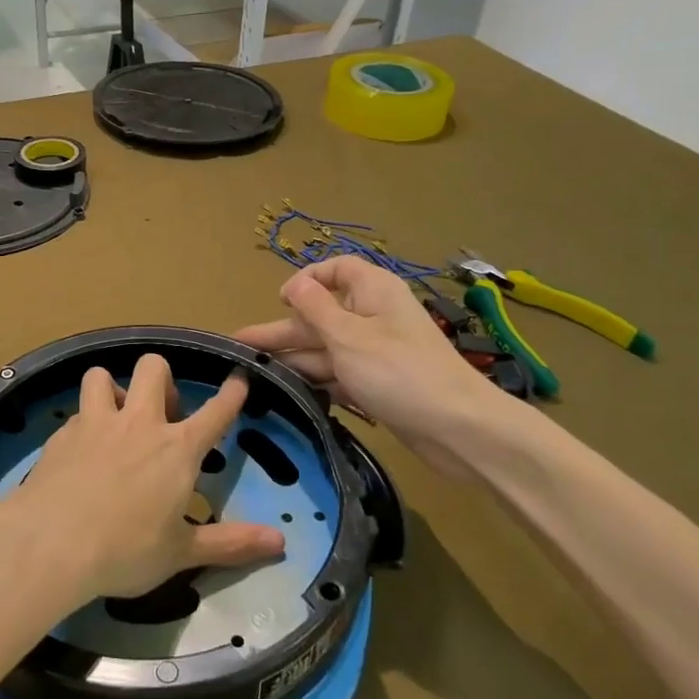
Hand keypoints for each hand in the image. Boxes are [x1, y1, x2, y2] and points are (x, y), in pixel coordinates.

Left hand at [0, 354, 285, 606]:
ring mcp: (96, 423)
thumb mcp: (182, 553)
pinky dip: (83, 423)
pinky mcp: (62, 434)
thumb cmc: (126, 550)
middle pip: (154, 367)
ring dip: (113, 389)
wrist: (51, 544)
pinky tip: (80, 450)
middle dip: (162, 379)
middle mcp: (139, 423)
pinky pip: (77, 411)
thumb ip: (231, 543)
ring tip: (113, 417)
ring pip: (103, 375)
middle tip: (161, 412)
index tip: (238, 379)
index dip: (231, 394)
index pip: (215, 412)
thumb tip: (281, 542)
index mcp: (177, 449)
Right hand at [235, 258, 508, 479]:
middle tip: (241, 348)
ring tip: (253, 374)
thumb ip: (315, 308)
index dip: (306, 280)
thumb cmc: (399, 372)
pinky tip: (287, 393)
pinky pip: (339, 375)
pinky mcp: (378, 384)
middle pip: (321, 315)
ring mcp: (377, 352)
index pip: (335, 270)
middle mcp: (373, 316)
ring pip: (327, 348)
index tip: (280, 302)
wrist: (457, 428)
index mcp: (372, 291)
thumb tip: (293, 283)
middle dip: (283, 331)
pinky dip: (317, 381)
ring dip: (294, 359)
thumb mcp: (348, 336)